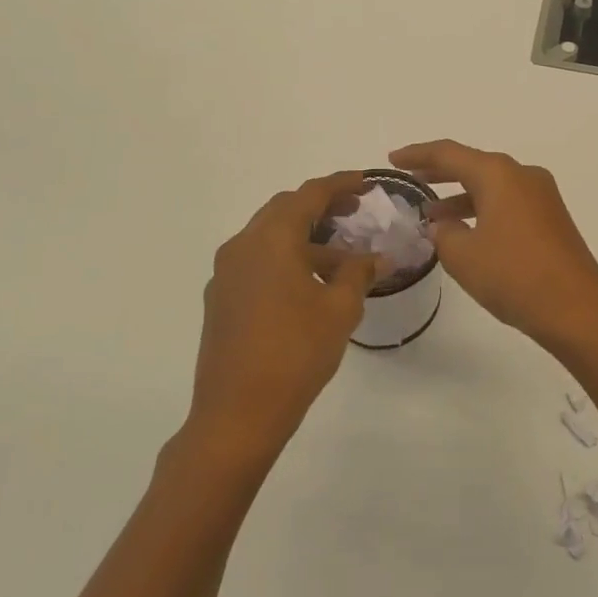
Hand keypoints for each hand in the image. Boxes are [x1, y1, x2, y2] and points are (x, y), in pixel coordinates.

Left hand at [188, 172, 378, 464]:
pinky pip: (257, 261)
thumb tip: (377, 257)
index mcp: (271, 239)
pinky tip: (311, 284)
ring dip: (305, 237)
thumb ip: (359, 273)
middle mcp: (242, 246)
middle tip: (355, 210)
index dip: (341, 184)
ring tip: (342, 256)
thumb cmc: (295, 353)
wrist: (236, 415)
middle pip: (284, 210)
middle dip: (321, 206)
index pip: (309, 195)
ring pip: (270, 237)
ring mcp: (226, 274)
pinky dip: (286, 258)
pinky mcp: (221, 299)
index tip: (367, 182)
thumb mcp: (339, 309)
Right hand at [389, 141, 597, 355]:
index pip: (449, 154)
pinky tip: (467, 231)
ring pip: (493, 186)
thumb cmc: (514, 276)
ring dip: (462, 196)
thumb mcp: (463, 256)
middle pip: (474, 165)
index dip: (418, 154)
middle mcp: (523, 175)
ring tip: (432, 214)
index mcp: (499, 174)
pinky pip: (509, 203)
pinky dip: (484, 210)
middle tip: (411, 177)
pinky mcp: (552, 218)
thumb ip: (443, 233)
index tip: (393, 159)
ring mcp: (542, 196)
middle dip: (440, 172)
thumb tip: (442, 224)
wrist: (578, 310)